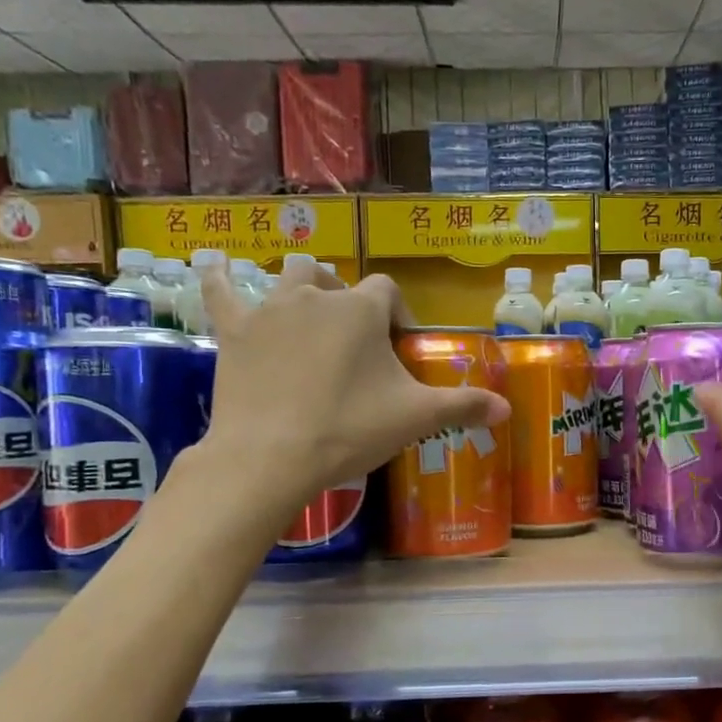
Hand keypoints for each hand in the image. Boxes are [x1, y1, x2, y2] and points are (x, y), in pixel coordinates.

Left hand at [197, 260, 508, 513]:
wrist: (272, 456)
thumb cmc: (349, 429)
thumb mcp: (415, 418)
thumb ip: (463, 406)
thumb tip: (508, 410)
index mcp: (361, 310)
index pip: (388, 291)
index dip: (396, 315)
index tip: (398, 349)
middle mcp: (316, 296)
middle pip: (333, 277)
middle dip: (346, 297)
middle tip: (352, 339)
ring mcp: (270, 310)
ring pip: (287, 276)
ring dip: (300, 287)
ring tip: (306, 312)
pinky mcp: (234, 331)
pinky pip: (221, 291)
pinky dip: (219, 279)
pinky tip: (213, 266)